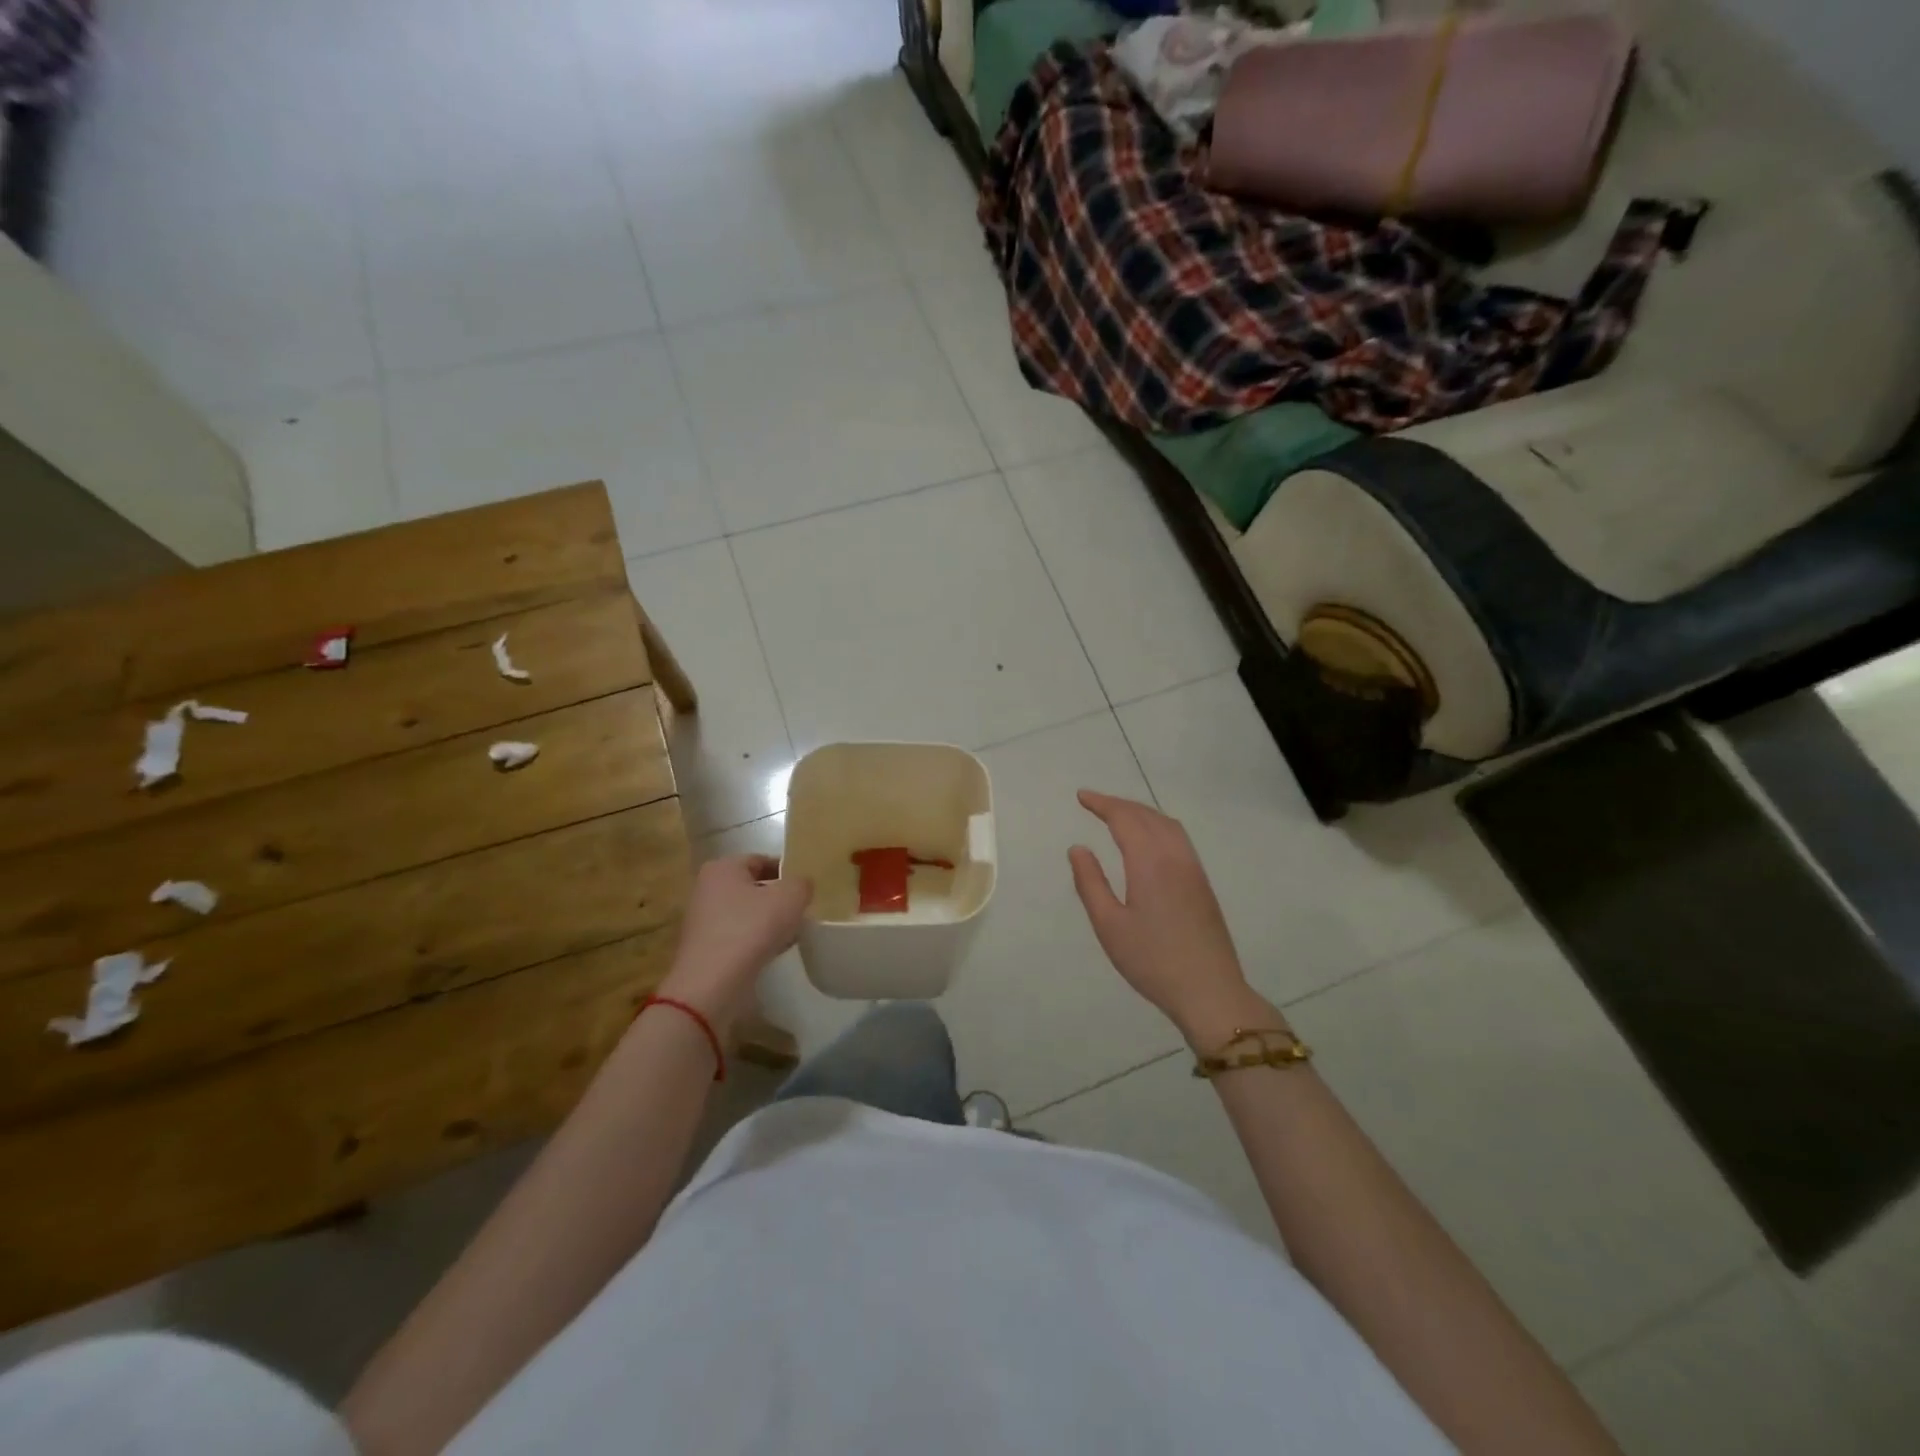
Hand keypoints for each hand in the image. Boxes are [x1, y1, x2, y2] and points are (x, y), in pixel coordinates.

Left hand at [658, 855, 811, 1036]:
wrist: (711, 986)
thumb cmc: (750, 930)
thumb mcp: (790, 897)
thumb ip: (801, 883)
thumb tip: (801, 885)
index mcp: (722, 868)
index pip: (761, 860)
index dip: (787, 871)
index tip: (806, 887)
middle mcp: (707, 889)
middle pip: (753, 887)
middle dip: (778, 898)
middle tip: (803, 910)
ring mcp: (703, 920)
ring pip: (747, 913)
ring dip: (769, 921)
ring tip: (793, 933)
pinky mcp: (705, 949)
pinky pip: (738, 936)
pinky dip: (756, 941)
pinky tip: (774, 952)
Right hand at [1069, 790, 1272, 1046]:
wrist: (1209, 991)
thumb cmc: (1152, 960)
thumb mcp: (1109, 925)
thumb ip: (1090, 883)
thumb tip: (1078, 848)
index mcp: (1150, 862)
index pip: (1124, 819)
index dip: (1102, 804)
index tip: (1081, 796)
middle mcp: (1175, 856)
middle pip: (1147, 816)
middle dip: (1120, 804)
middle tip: (1094, 803)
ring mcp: (1193, 868)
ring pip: (1167, 824)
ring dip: (1141, 812)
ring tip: (1118, 815)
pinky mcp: (1202, 883)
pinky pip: (1179, 838)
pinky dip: (1158, 825)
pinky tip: (1149, 839)